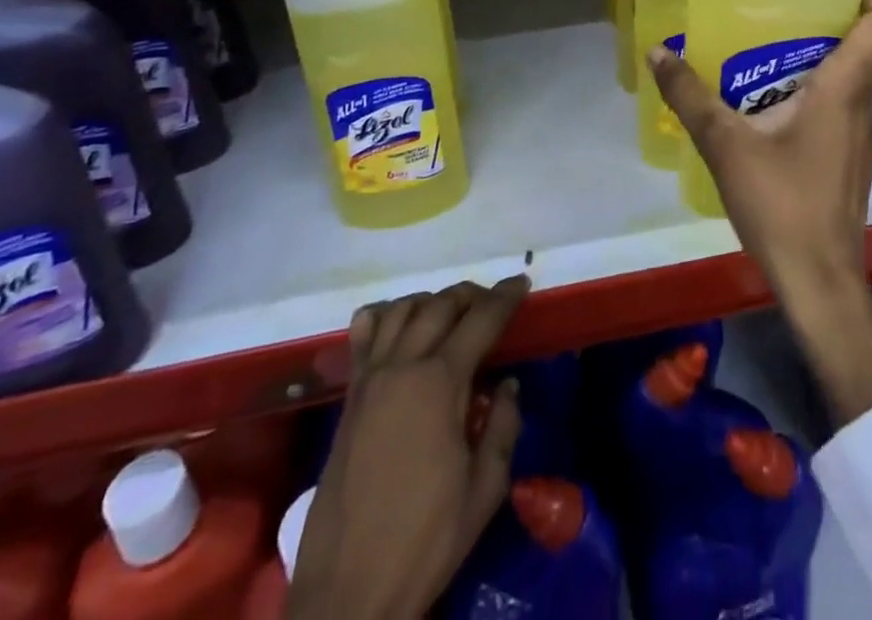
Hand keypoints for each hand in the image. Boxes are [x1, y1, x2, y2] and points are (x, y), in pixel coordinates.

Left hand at [288, 276, 529, 619]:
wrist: (349, 589)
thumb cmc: (425, 539)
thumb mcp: (484, 489)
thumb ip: (502, 427)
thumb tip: (508, 385)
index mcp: (440, 382)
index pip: (481, 319)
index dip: (505, 297)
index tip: (522, 282)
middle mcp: (403, 366)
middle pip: (441, 305)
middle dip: (472, 295)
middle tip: (493, 302)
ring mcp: (370, 378)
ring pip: (401, 310)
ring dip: (432, 300)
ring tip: (452, 311)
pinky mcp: (349, 397)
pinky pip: (363, 335)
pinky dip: (384, 315)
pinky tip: (398, 324)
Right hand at [648, 0, 871, 425]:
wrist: (819, 280)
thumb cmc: (782, 203)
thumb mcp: (726, 144)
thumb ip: (690, 96)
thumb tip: (657, 52)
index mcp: (847, 89)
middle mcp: (867, 104)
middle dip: (840, 12)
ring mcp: (864, 133)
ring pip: (862, 73)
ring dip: (834, 48)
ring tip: (782, 34)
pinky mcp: (854, 155)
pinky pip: (851, 100)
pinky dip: (828, 80)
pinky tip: (781, 90)